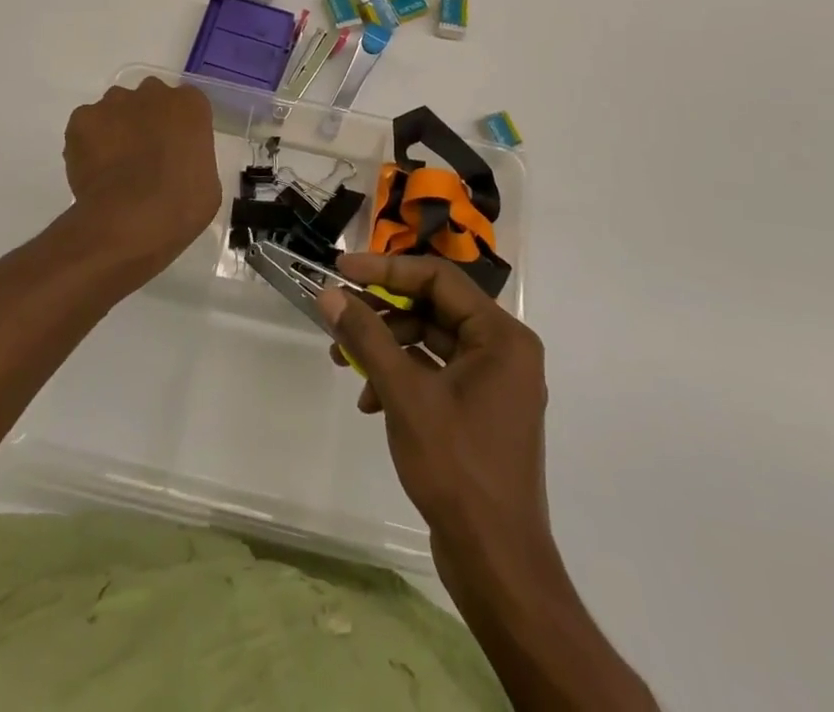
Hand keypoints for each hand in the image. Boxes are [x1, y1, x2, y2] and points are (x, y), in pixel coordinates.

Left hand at [62, 80, 220, 277]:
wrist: (130, 220)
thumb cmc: (181, 205)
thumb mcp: (206, 182)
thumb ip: (192, 158)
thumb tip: (176, 164)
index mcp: (190, 105)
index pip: (186, 104)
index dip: (178, 127)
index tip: (174, 151)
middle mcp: (152, 93)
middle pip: (149, 98)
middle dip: (147, 119)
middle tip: (145, 154)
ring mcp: (114, 103)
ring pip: (115, 108)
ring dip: (117, 127)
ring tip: (114, 165)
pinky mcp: (82, 119)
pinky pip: (87, 125)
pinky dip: (88, 143)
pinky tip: (93, 170)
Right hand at [318, 253, 552, 579]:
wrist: (497, 564)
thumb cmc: (457, 469)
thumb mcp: (405, 395)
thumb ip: (367, 337)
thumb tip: (329, 294)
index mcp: (501, 336)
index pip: (438, 278)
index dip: (386, 268)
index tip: (341, 268)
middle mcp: (504, 349)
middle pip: (433, 307)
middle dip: (381, 312)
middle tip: (337, 312)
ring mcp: (494, 381)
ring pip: (430, 340)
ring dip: (386, 346)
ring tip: (343, 361)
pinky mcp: (480, 408)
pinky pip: (436, 371)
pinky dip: (401, 377)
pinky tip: (369, 400)